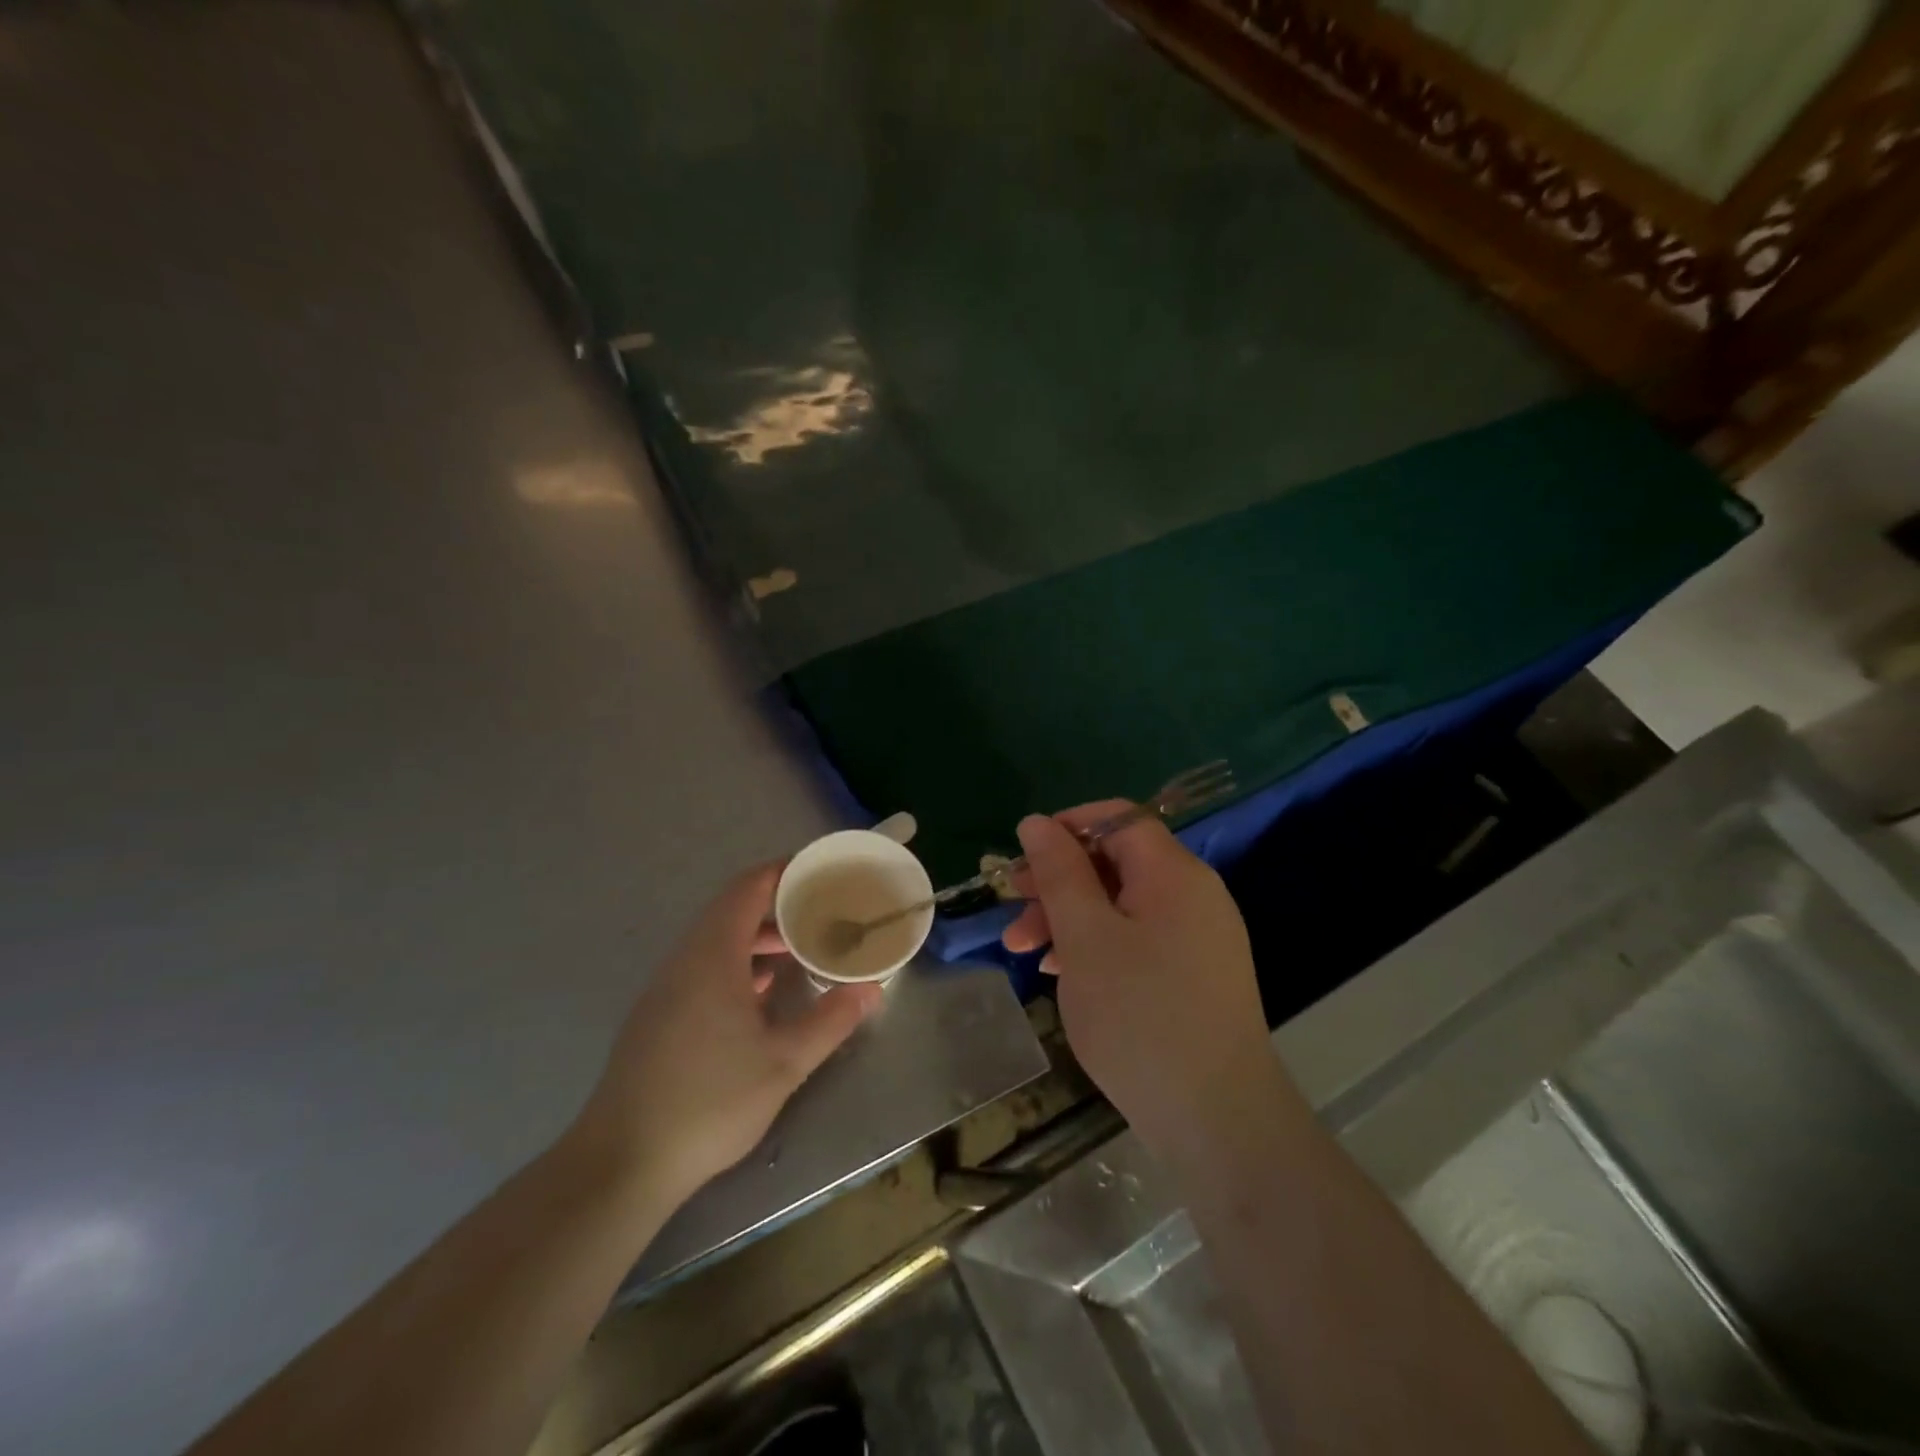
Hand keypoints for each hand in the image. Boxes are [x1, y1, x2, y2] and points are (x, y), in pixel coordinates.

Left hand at [572, 863, 882, 1207]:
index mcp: (712, 956)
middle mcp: (684, 960)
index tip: (820, 870)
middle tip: (821, 910)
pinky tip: (760, 993)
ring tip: (799, 947)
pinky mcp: (657, 1016)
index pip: (747, 888)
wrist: (622, 1162)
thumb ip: (830, 1020)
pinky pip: (702, 967)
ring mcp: (666, 989)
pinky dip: (736, 962)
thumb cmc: (708, 1102)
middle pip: (731, 910)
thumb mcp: (784, 1063)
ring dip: (756, 936)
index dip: (783, 871)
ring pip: (715, 940)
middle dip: (777, 904)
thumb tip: (870, 989)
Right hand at [1002, 806, 1298, 1160]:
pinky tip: (1064, 974)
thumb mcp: (1085, 937)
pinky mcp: (1195, 975)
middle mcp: (1194, 895)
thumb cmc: (1140, 1016)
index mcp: (1174, 874)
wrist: (1217, 1121)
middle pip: (1116, 862)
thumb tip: (1036, 821)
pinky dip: (1097, 946)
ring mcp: (1198, 937)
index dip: (1067, 827)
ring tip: (1024, 952)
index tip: (1023, 857)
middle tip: (1012, 908)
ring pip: (1122, 905)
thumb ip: (1059, 872)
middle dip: (1058, 881)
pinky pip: (1138, 939)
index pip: (1118, 818)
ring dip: (1069, 918)